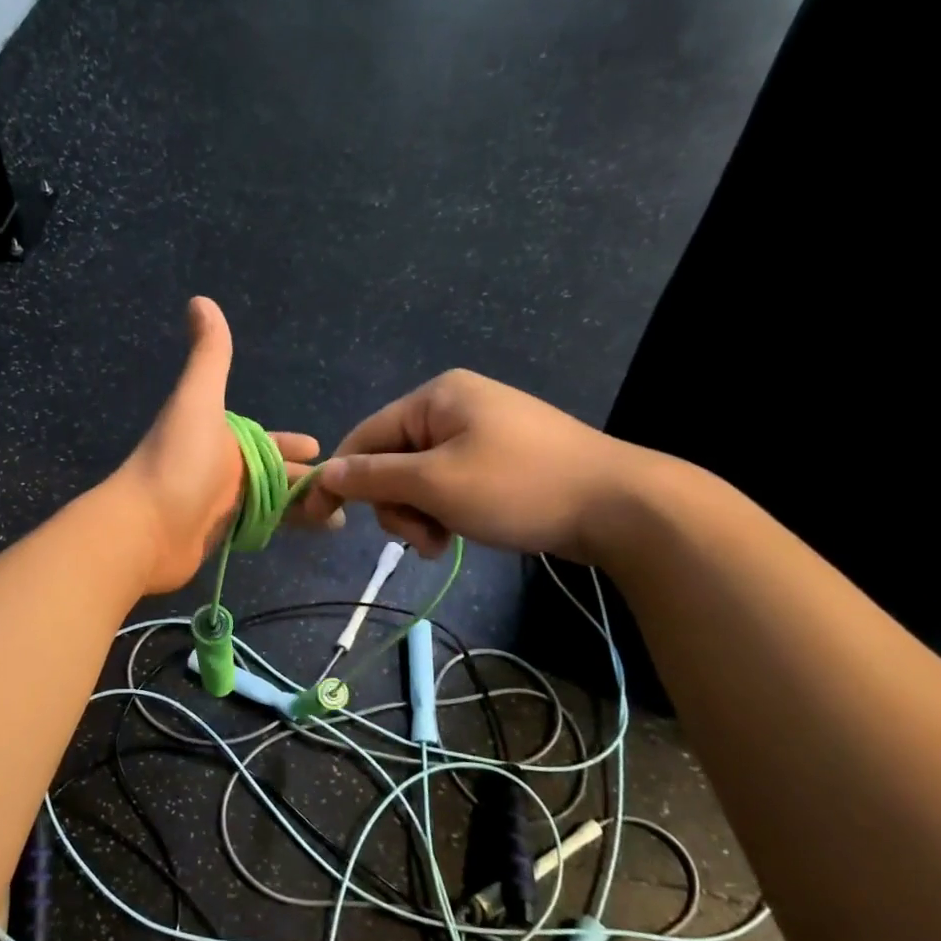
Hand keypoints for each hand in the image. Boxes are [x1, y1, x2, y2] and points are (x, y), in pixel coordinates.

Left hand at [114, 297, 320, 593]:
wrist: (144, 528)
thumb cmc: (178, 461)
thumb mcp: (198, 401)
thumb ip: (209, 354)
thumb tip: (200, 300)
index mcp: (219, 437)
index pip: (265, 441)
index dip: (292, 445)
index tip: (320, 449)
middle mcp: (220, 468)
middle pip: (272, 473)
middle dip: (305, 480)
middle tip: (343, 492)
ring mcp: (218, 504)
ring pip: (269, 502)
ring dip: (301, 507)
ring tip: (339, 519)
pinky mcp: (217, 536)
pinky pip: (258, 528)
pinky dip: (282, 528)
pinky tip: (308, 534)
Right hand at [292, 369, 652, 562]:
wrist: (619, 506)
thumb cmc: (518, 487)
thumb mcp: (435, 483)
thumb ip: (373, 477)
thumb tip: (324, 474)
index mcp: (436, 397)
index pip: (365, 437)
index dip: (340, 479)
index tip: (320, 519)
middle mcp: (454, 406)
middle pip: (392, 459)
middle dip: (396, 504)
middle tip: (419, 538)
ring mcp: (481, 431)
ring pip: (419, 478)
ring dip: (420, 514)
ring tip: (441, 542)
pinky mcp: (500, 458)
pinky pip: (449, 483)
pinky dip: (444, 511)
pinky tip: (457, 534)